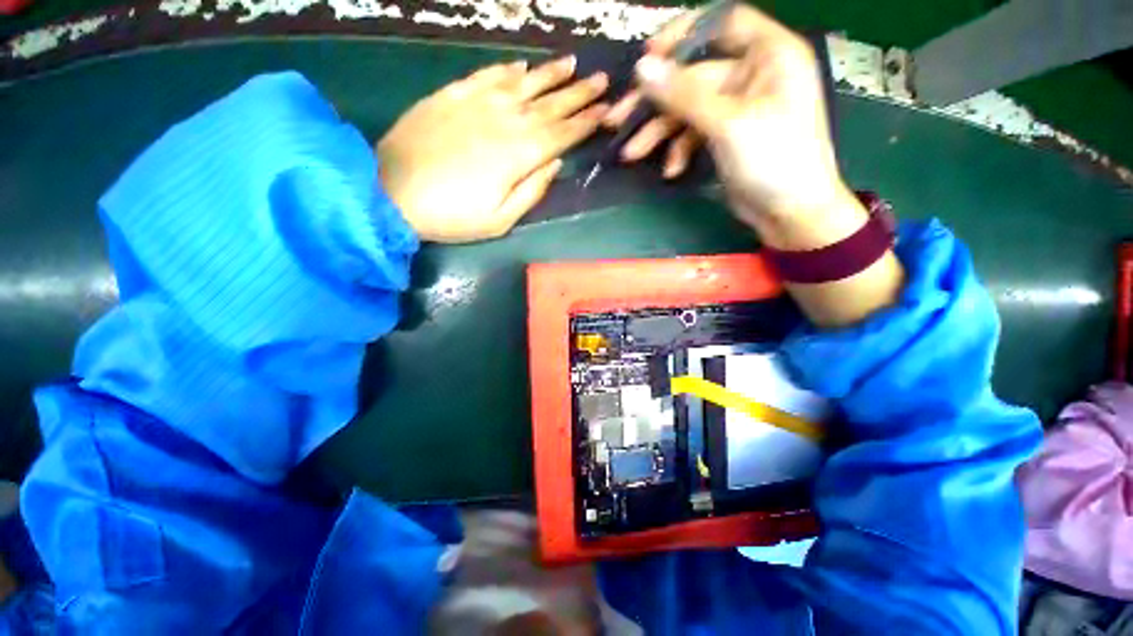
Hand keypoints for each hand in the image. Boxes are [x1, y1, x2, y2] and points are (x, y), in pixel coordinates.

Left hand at [377, 57, 608, 242]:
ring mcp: (478, 102)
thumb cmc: (453, 216)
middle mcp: (506, 120)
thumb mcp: (501, 220)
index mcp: (520, 154)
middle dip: (579, 93)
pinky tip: (522, 66)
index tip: (606, 110)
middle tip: (601, 80)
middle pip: (550, 104)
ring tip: (572, 63)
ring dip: (551, 73)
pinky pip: (488, 75)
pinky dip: (508, 69)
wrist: (393, 193)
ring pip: (524, 82)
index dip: (586, 122)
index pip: (563, 134)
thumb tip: (556, 163)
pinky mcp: (453, 95)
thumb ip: (533, 190)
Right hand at [615, 6, 858, 244]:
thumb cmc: (774, 160)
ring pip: (688, 109)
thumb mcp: (727, 124)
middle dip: (655, 100)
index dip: (683, 34)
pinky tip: (671, 170)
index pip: (722, 22)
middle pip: (693, 75)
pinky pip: (695, 134)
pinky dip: (679, 151)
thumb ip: (684, 94)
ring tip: (631, 154)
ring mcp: (738, 108)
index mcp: (768, 54)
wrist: (791, 213)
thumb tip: (642, 67)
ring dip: (659, 132)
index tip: (648, 57)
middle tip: (618, 119)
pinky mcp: (727, 136)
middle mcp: (753, 74)